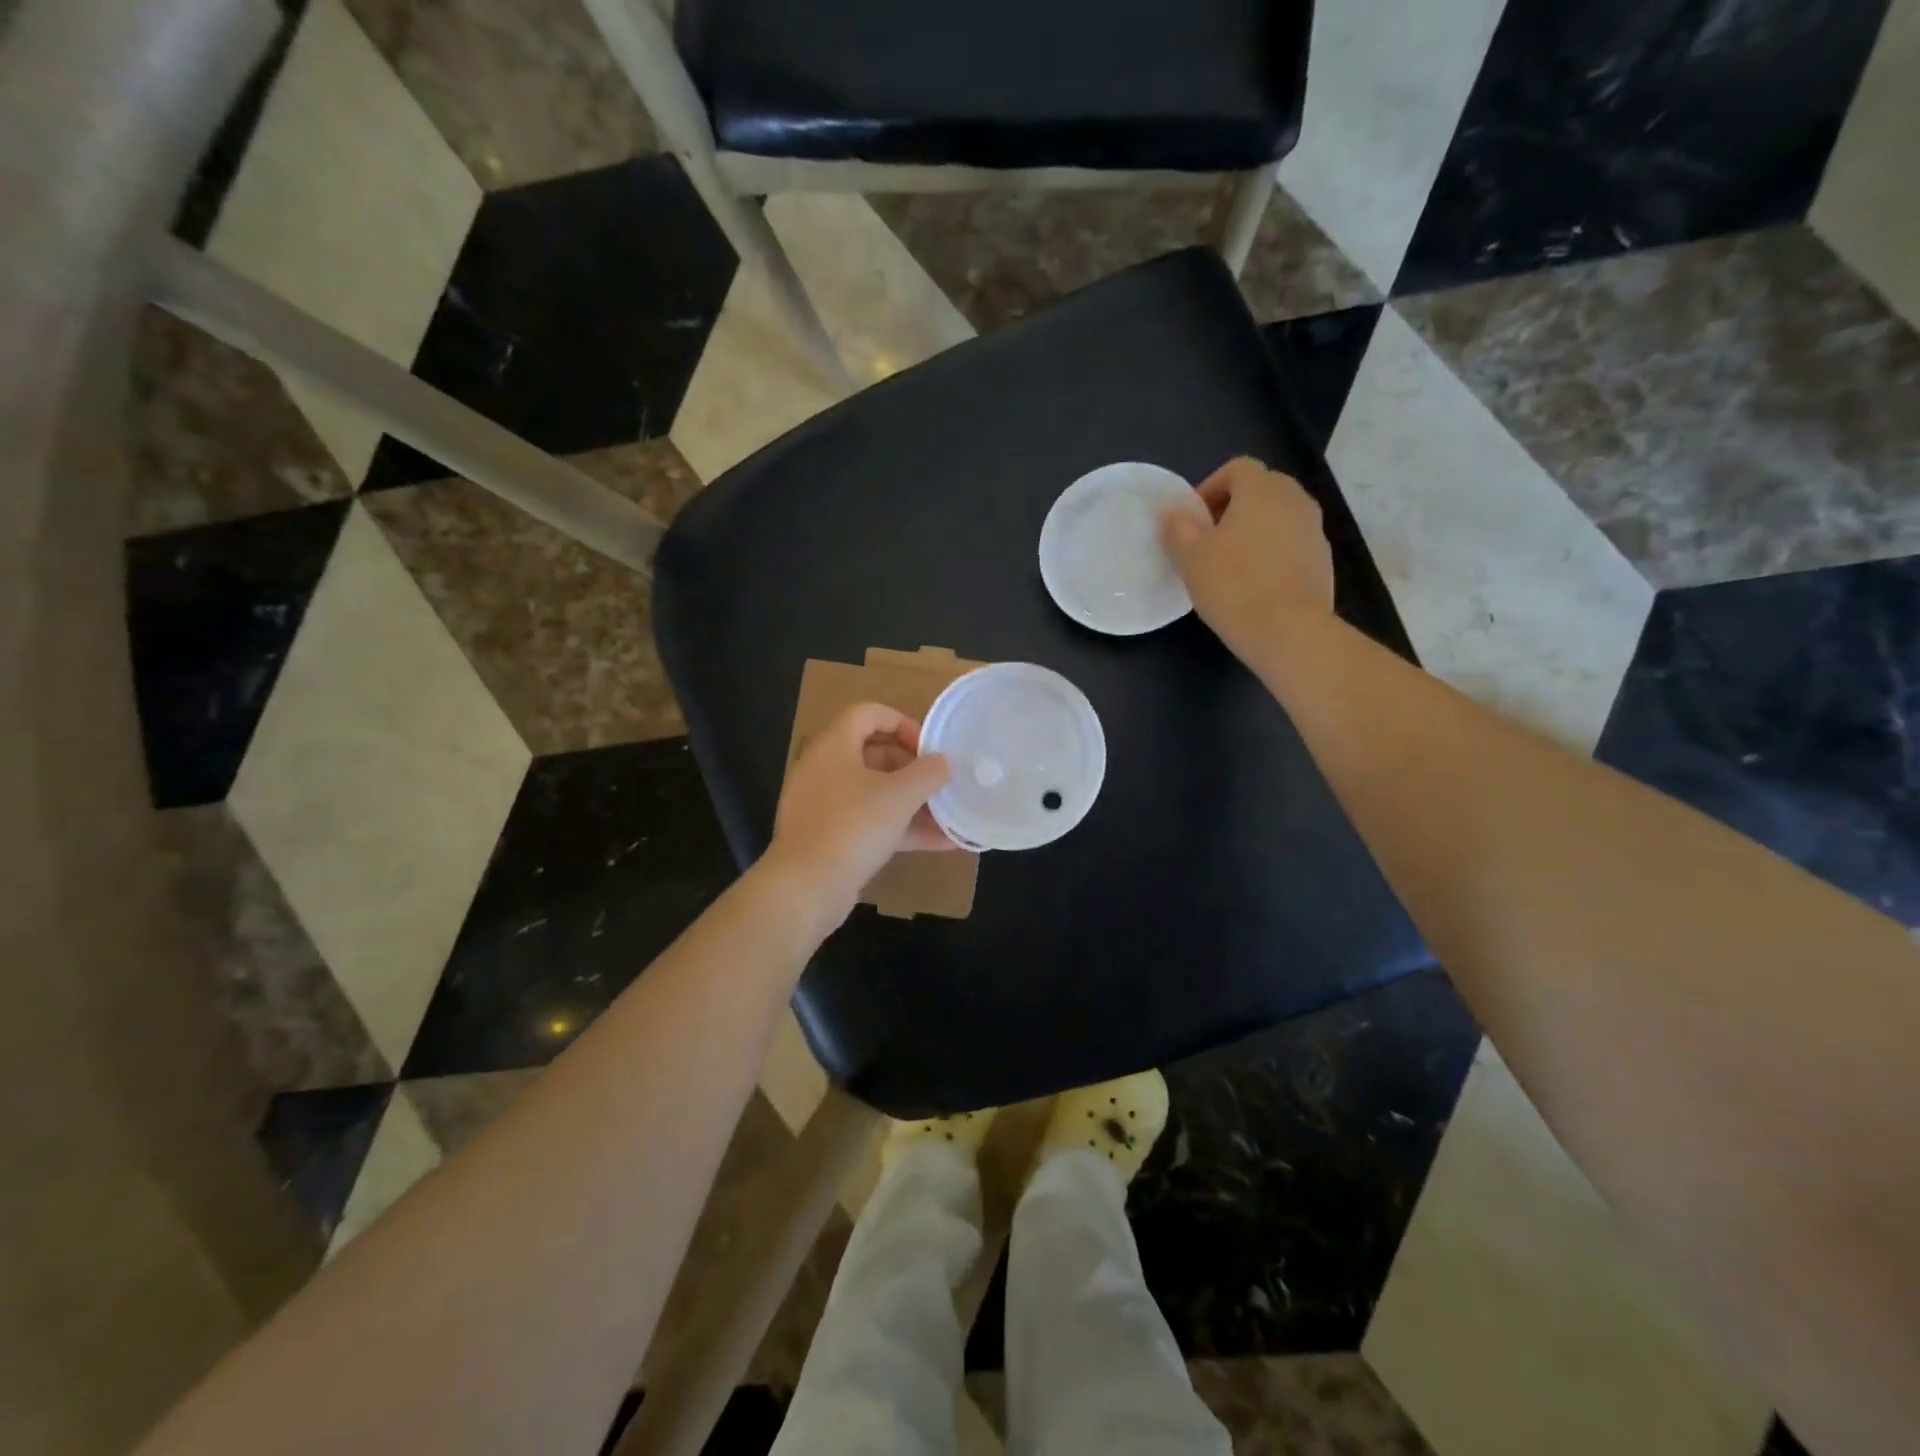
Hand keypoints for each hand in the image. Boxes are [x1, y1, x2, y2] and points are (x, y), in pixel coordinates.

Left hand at [761, 702, 954, 926]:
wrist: (806, 887)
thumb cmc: (854, 826)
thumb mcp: (900, 795)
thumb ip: (928, 773)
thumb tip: (944, 762)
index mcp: (834, 746)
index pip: (868, 713)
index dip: (903, 723)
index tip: (929, 748)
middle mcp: (824, 769)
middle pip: (873, 753)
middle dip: (912, 767)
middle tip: (939, 783)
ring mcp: (824, 806)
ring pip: (874, 792)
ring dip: (912, 801)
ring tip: (949, 814)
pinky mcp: (829, 837)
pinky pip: (870, 822)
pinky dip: (902, 828)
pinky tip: (941, 844)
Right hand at [1158, 457, 1333, 657]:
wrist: (1289, 631)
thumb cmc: (1233, 585)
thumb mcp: (1191, 558)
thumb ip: (1178, 528)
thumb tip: (1171, 512)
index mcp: (1262, 490)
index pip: (1237, 468)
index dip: (1211, 487)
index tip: (1193, 519)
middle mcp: (1295, 499)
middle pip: (1261, 489)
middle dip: (1233, 508)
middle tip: (1208, 540)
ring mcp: (1314, 529)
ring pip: (1278, 517)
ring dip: (1254, 531)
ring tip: (1230, 564)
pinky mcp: (1323, 560)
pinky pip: (1292, 543)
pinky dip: (1272, 553)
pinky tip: (1255, 585)